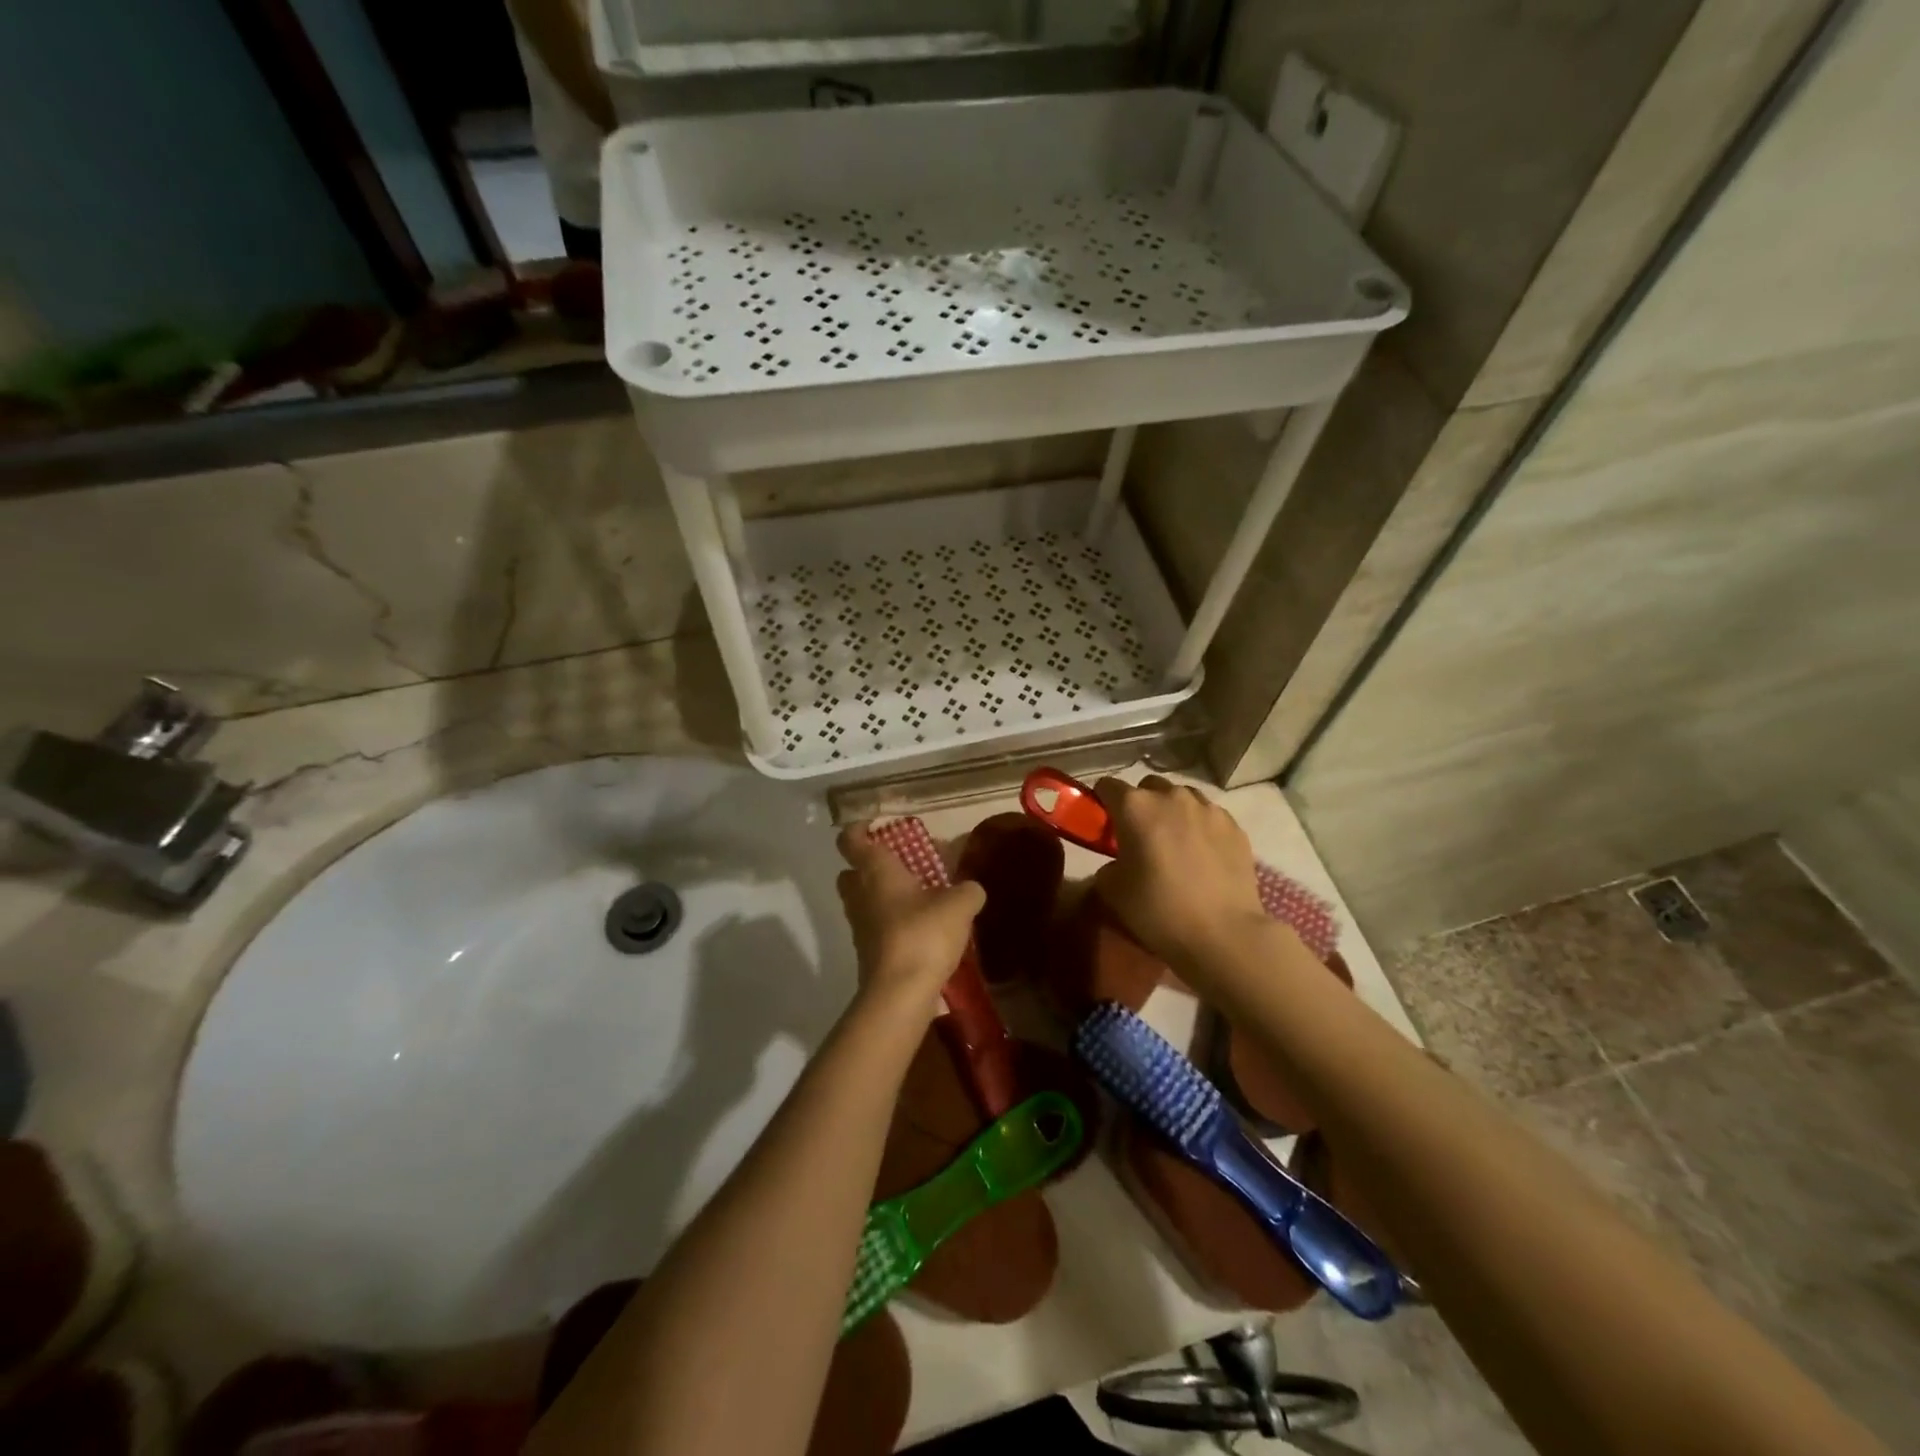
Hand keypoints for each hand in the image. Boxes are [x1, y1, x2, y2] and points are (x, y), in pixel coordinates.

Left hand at [836, 824, 984, 1020]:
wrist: (899, 993)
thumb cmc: (923, 934)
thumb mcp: (959, 905)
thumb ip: (967, 890)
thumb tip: (971, 889)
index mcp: (875, 870)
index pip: (851, 839)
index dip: (859, 828)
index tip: (877, 825)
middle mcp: (859, 894)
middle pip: (852, 871)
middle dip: (872, 866)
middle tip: (903, 866)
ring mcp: (859, 926)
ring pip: (863, 900)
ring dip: (884, 897)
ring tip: (920, 899)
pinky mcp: (867, 952)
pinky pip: (875, 927)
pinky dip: (891, 923)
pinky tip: (922, 929)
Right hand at [1091, 776, 1266, 965]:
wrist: (1223, 934)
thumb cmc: (1159, 910)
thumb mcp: (1113, 892)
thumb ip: (1108, 866)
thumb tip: (1117, 864)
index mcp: (1135, 807)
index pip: (1107, 786)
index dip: (1101, 802)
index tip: (1103, 823)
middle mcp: (1171, 796)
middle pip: (1148, 787)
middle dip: (1140, 804)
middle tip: (1139, 835)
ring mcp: (1208, 808)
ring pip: (1182, 797)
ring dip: (1172, 812)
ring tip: (1175, 842)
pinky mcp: (1235, 826)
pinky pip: (1209, 816)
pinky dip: (1200, 827)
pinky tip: (1203, 854)